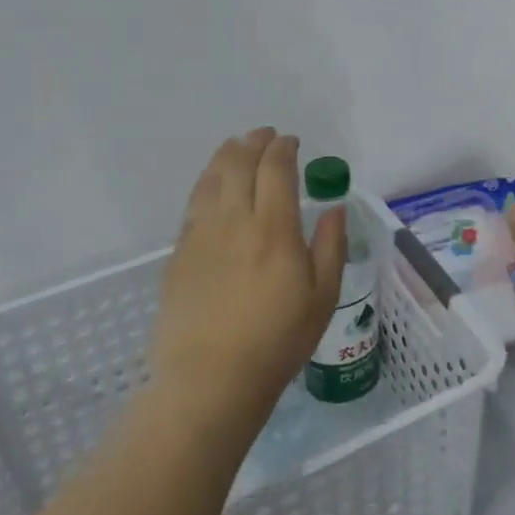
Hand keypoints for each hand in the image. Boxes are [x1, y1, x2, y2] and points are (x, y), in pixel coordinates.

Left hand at [149, 129, 345, 429]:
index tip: (291, 142)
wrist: (211, 379)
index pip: (275, 169)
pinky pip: (193, 204)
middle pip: (239, 164)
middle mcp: (234, 221)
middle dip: (254, 142)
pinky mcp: (180, 253)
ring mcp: (201, 235)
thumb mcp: (323, 296)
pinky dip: (206, 183)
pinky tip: (212, 186)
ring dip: (226, 156)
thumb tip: (334, 207)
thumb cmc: (278, 340)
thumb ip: (331, 245)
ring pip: (211, 179)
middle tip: (264, 136)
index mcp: (274, 228)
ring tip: (236, 147)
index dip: (283, 148)